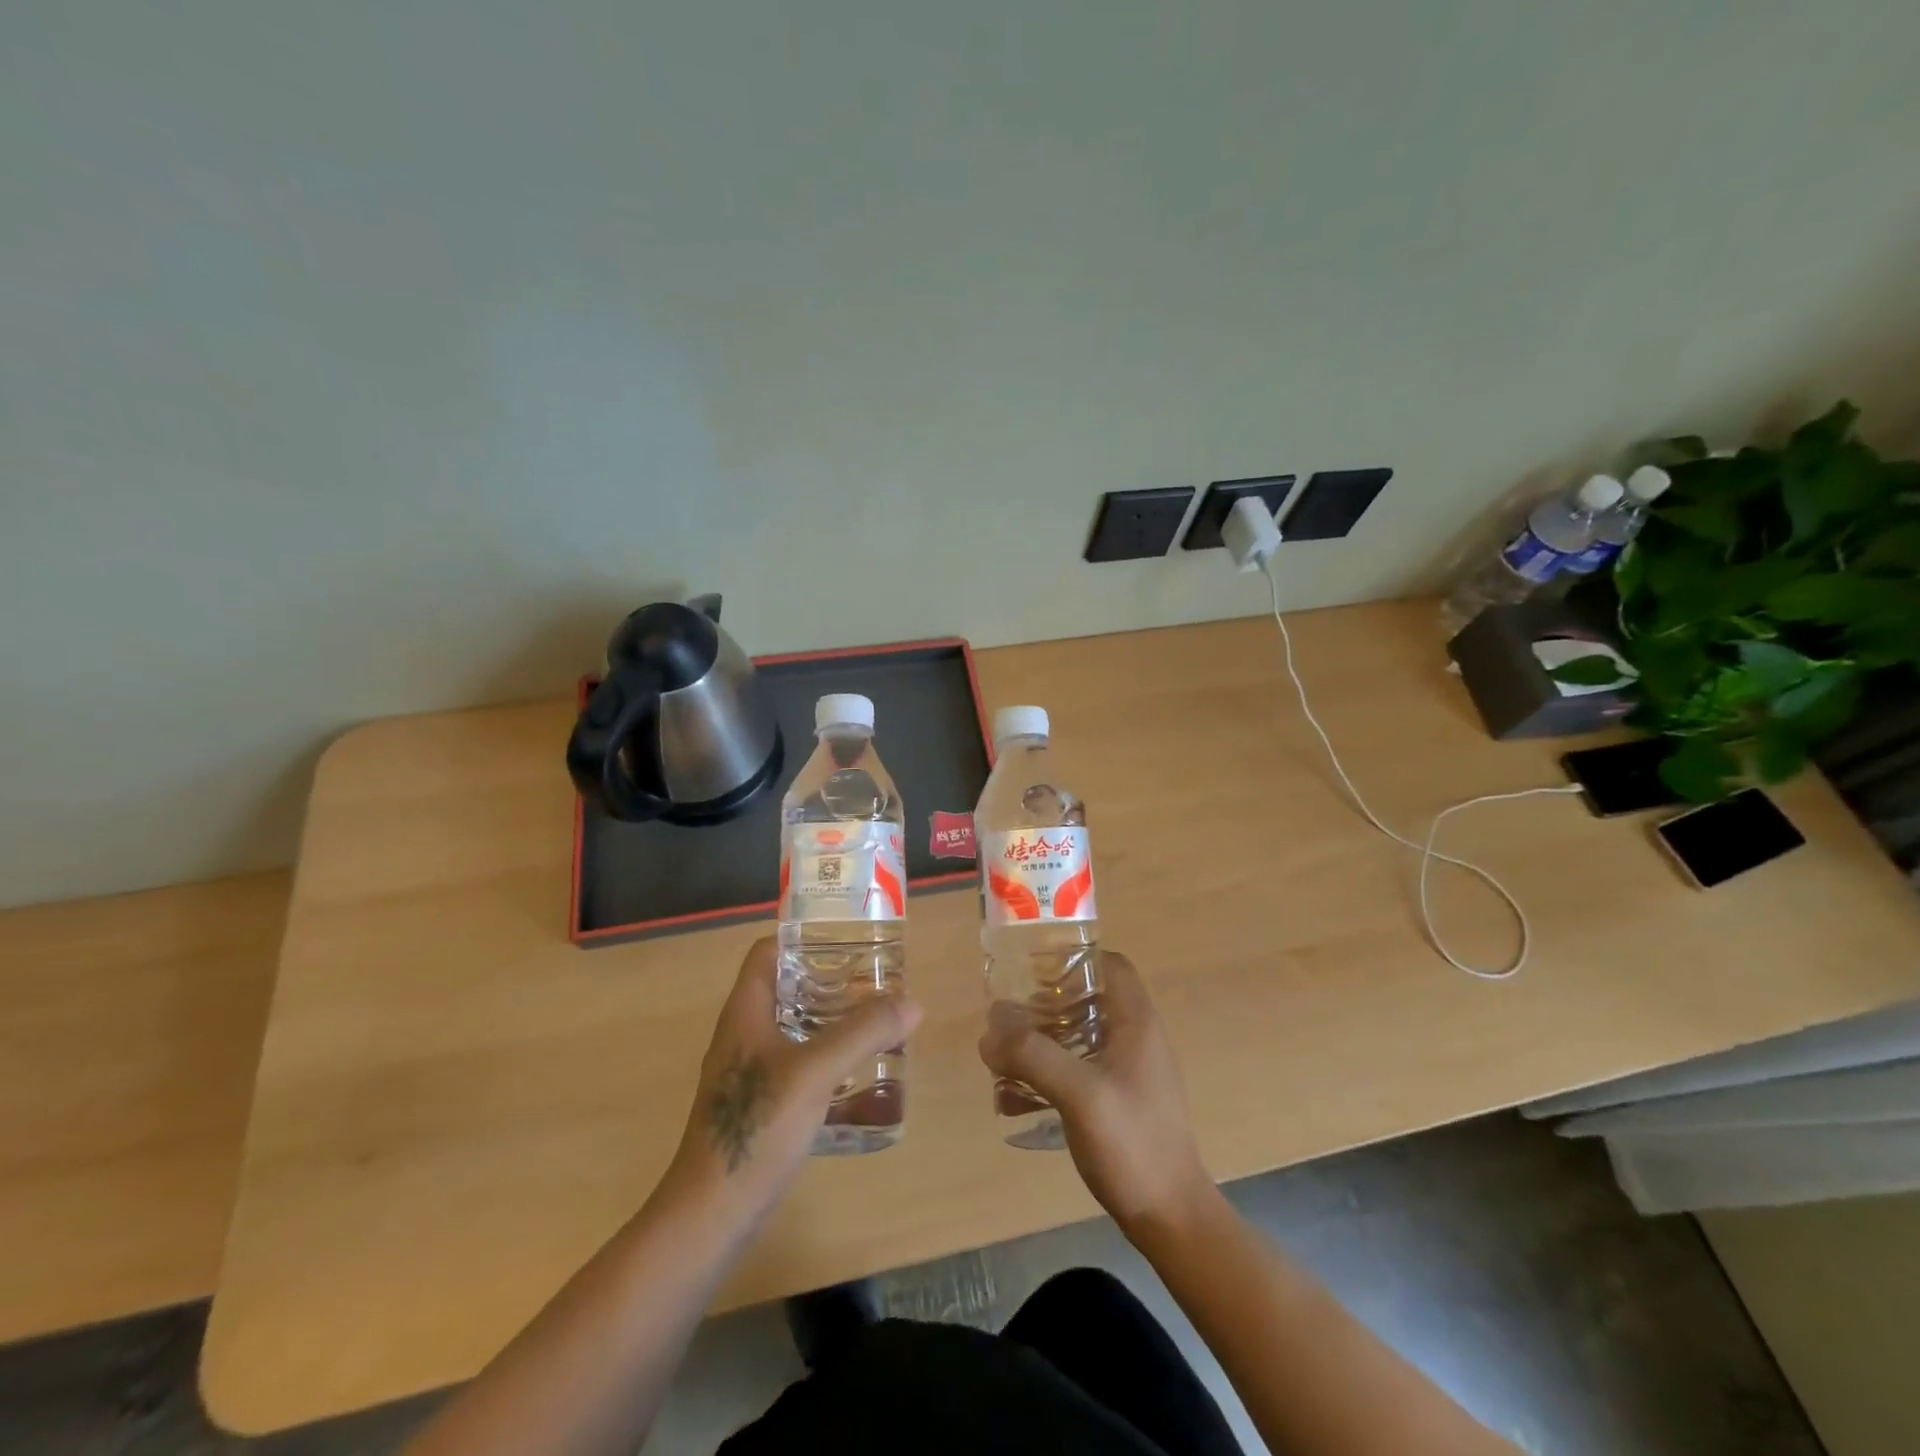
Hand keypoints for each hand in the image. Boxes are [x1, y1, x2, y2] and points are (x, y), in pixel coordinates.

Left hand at [668, 938, 921, 1222]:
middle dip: (831, 980)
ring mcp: (751, 1072)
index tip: (848, 939)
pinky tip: (861, 1072)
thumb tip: (911, 1003)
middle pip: (788, 988)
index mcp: (746, 1012)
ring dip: (833, 1020)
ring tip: (877, 1020)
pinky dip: (829, 1058)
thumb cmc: (756, 1127)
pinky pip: (800, 1064)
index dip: (803, 937)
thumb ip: (863, 1033)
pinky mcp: (763, 1105)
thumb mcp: (815, 1072)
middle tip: (876, 980)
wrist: (711, 1214)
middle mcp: (745, 1034)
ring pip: (796, 1028)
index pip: (768, 952)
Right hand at [978, 951, 1213, 1237]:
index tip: (1032, 970)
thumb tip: (989, 1029)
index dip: (1073, 959)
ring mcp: (1126, 1072)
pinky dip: (1046, 1076)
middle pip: (1086, 999)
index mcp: (1136, 1022)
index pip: (1109, 964)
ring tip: (1002, 1057)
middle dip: (1043, 1005)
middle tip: (1007, 1018)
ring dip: (1039, 1042)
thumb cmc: (1132, 1143)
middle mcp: (1134, 1038)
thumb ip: (1032, 1055)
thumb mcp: (1078, 1093)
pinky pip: (1075, 1072)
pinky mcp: (1116, 1102)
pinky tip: (1012, 1101)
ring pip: (1077, 1037)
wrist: (1170, 1219)